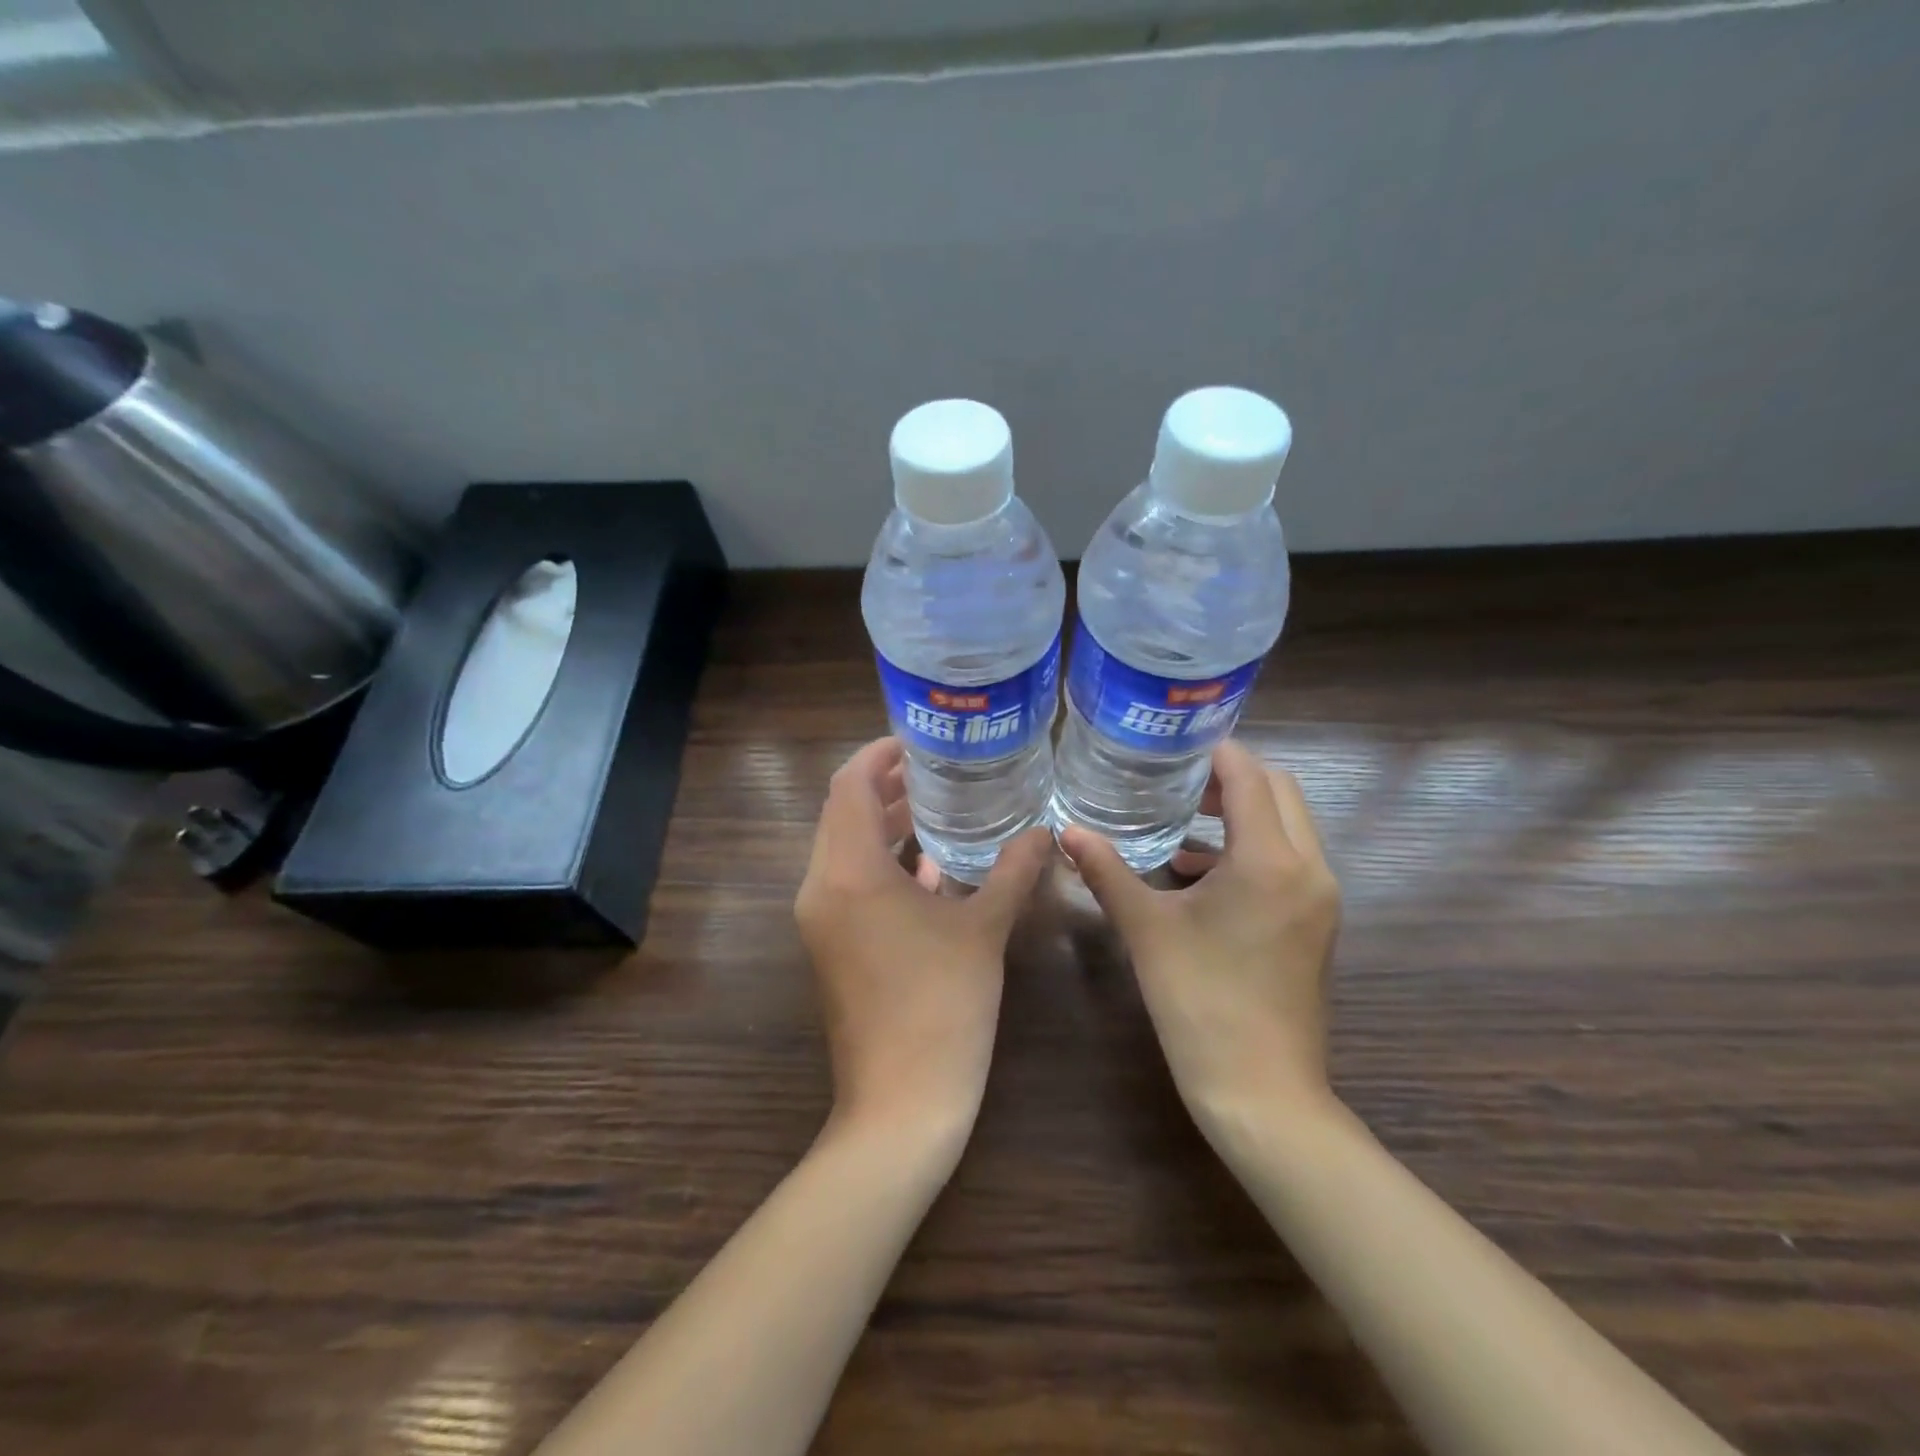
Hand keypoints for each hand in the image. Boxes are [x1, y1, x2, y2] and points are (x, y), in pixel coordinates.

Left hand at [795, 737, 1052, 1142]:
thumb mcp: (984, 931)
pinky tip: (929, 867)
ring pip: (844, 850)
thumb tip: (1043, 832)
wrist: (900, 1106)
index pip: (848, 786)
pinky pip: (850, 885)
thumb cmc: (943, 1008)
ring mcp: (820, 921)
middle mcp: (821, 888)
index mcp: (849, 873)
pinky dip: (882, 864)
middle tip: (935, 769)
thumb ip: (1013, 872)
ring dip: (882, 825)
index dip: (878, 755)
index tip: (917, 742)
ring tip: (935, 806)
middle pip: (841, 814)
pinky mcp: (831, 947)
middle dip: (883, 786)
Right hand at [1060, 738, 1340, 1124]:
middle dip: (1232, 777)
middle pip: (1280, 791)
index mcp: (1270, 860)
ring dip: (1244, 812)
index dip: (1215, 752)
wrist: (1262, 1091)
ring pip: (1290, 826)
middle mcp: (1309, 868)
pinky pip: (1290, 860)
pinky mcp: (1318, 923)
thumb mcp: (1147, 929)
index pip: (1250, 776)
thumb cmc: (1200, 1002)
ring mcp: (1321, 898)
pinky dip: (1253, 848)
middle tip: (1178, 781)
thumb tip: (1067, 832)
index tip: (1174, 745)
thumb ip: (1107, 871)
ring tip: (1185, 822)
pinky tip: (1200, 874)